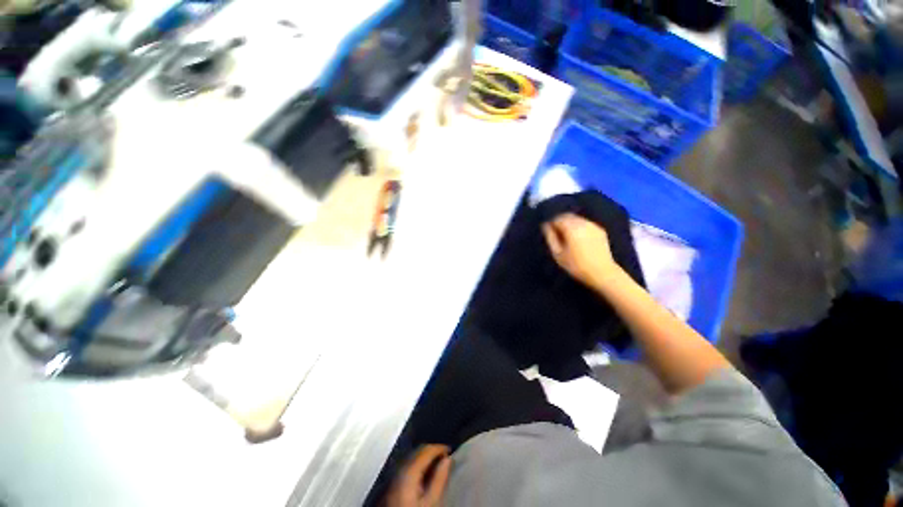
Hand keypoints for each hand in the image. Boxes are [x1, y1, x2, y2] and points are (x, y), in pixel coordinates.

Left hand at [385, 445, 451, 506]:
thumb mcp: (431, 502)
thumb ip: (440, 479)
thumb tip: (448, 459)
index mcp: (409, 471)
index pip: (426, 449)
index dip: (439, 447)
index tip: (451, 450)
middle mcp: (400, 470)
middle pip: (418, 452)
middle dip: (432, 451)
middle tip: (446, 457)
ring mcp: (395, 478)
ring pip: (413, 459)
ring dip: (426, 459)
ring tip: (438, 464)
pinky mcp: (394, 486)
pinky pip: (409, 468)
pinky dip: (419, 466)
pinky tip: (426, 474)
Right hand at [542, 213, 619, 290]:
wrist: (603, 273)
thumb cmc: (576, 265)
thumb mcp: (558, 254)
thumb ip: (550, 237)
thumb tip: (546, 226)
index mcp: (571, 228)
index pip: (557, 218)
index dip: (551, 224)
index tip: (548, 233)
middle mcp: (582, 223)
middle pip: (567, 216)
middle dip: (560, 222)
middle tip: (556, 234)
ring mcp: (593, 225)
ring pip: (577, 218)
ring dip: (570, 223)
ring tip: (567, 236)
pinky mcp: (600, 230)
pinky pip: (586, 223)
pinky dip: (579, 227)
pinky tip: (579, 238)